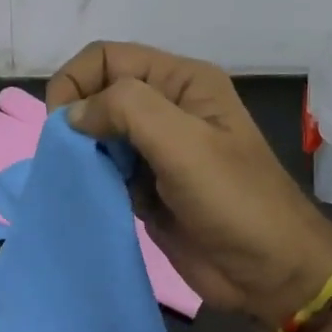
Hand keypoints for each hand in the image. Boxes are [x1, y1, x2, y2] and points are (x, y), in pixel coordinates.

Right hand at [47, 41, 331, 324]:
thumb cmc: (234, 202)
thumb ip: (126, 110)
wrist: (269, 273)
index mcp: (182, 81)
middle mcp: (167, 108)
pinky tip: (94, 197)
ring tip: (82, 180)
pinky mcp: (147, 188)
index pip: (107, 58)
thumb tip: (72, 115)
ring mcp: (156, 150)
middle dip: (76, 119)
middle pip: (99, 93)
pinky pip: (105, 170)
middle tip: (70, 158)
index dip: (76, 83)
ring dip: (81, 152)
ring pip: (98, 134)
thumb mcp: (184, 143)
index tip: (61, 126)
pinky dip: (91, 179)